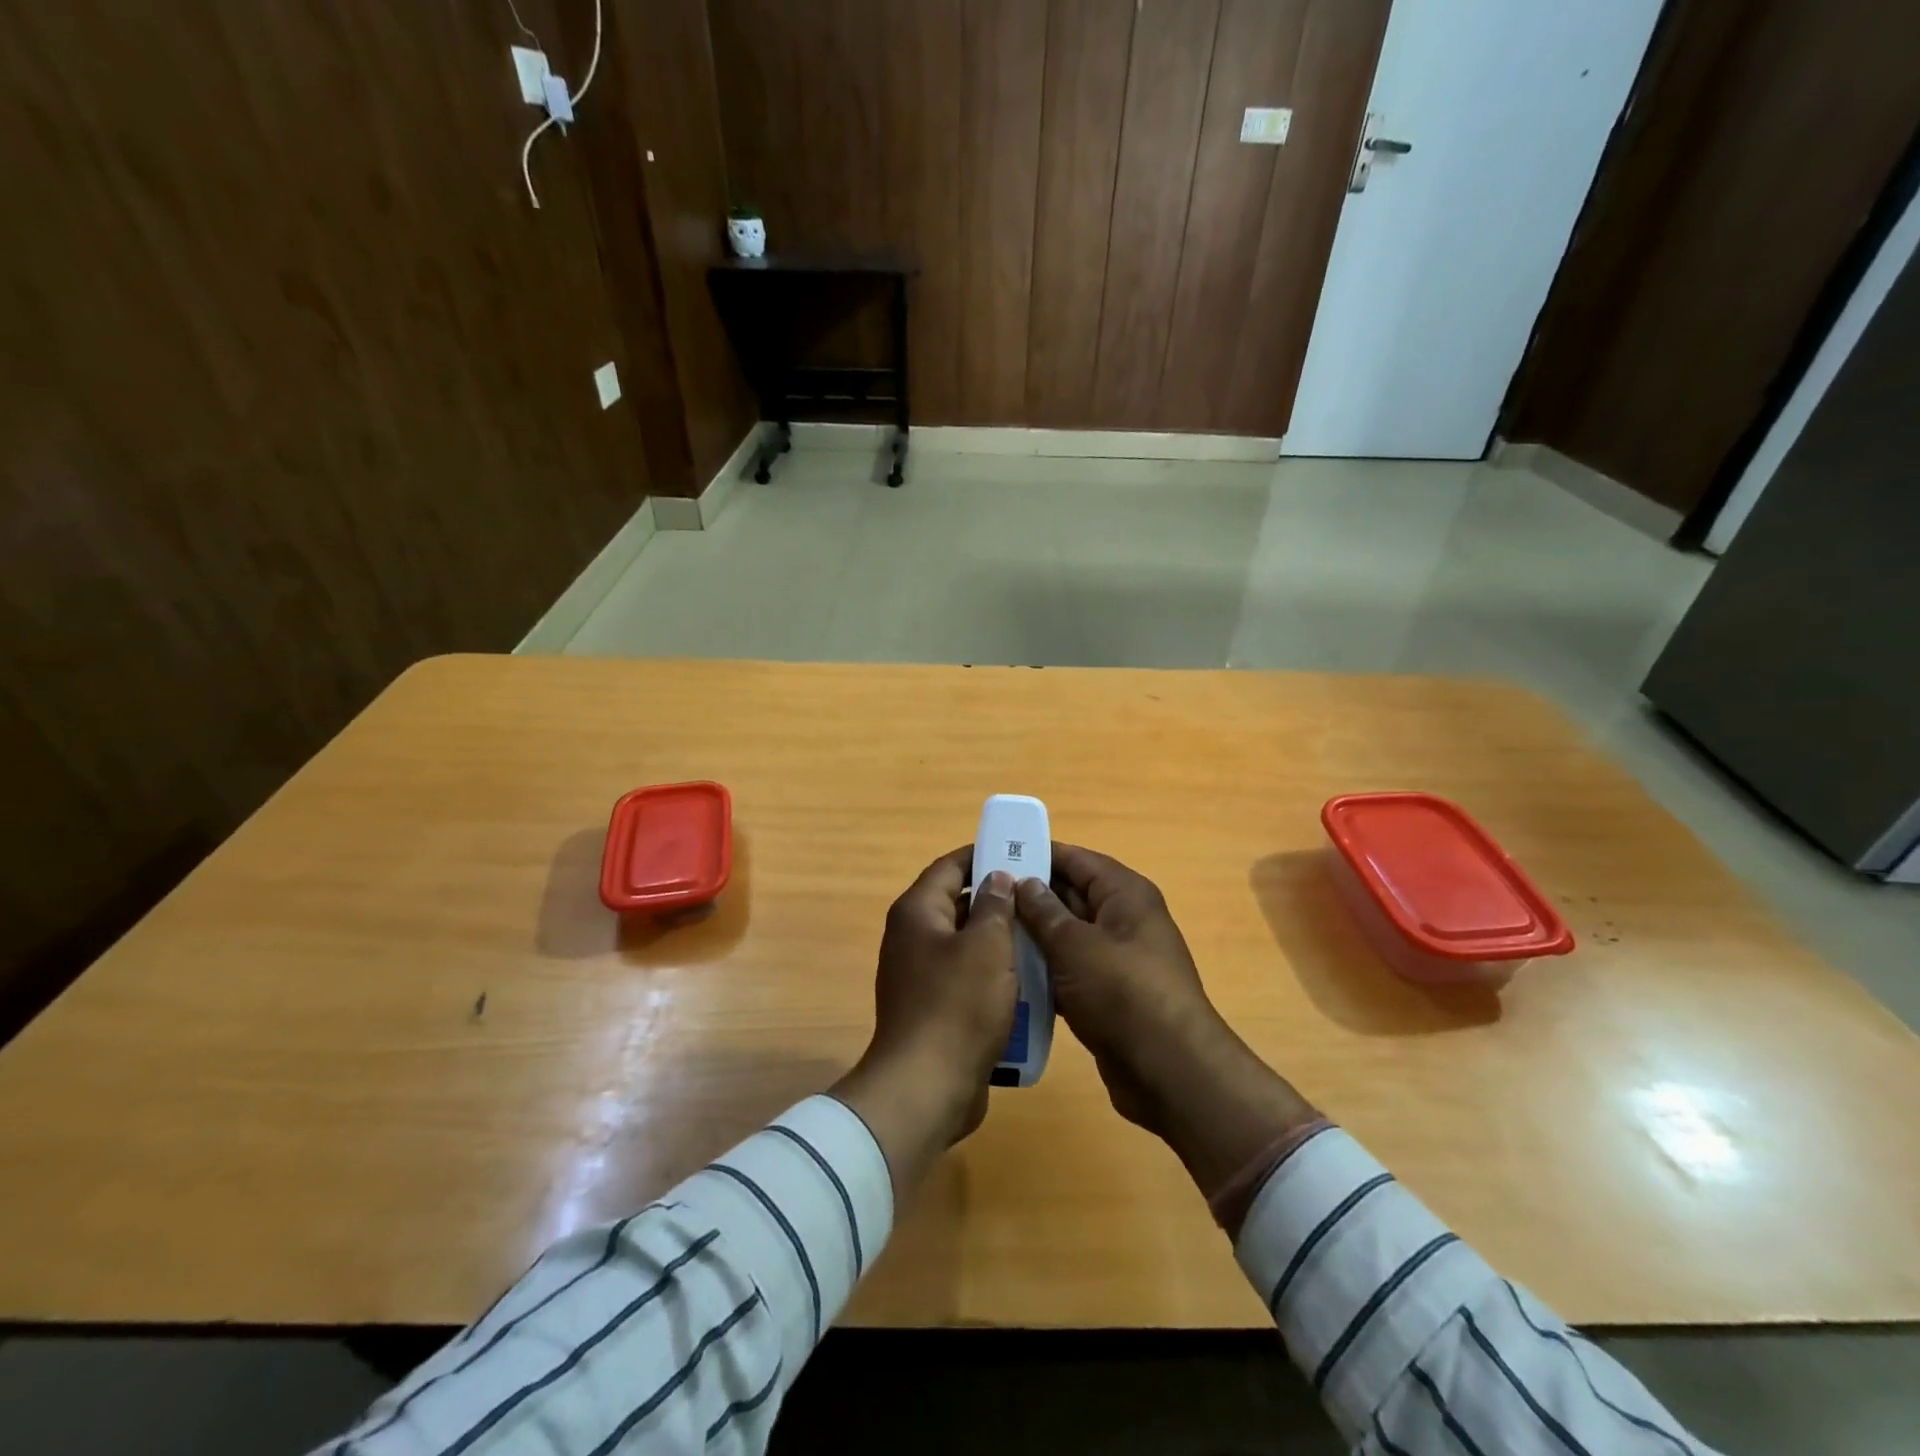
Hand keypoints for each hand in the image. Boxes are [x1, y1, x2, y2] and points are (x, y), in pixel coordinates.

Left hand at [831, 848, 1018, 1199]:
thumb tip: (997, 878)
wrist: (926, 1088)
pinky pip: (965, 978)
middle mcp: (912, 937)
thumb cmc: (958, 1006)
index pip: (950, 866)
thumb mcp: (987, 947)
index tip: (1020, 853)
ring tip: (1041, 937)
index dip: (983, 855)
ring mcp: (919, 975)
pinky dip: (992, 974)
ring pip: (966, 943)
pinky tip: (1026, 982)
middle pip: (957, 903)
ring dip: (999, 940)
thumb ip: (994, 906)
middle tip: (1040, 898)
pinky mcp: (932, 1007)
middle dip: (998, 899)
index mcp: (918, 912)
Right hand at [1015, 845, 1318, 1198]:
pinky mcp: (1109, 994)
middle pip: (1070, 895)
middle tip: (979, 898)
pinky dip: (1044, 971)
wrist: (1169, 1071)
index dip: (1037, 854)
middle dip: (1028, 897)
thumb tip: (1022, 881)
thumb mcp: (1075, 946)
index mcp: (1124, 894)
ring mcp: (1117, 959)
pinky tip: (1007, 975)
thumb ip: (1044, 911)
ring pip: (1067, 936)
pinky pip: (1070, 970)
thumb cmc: (1122, 993)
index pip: (1076, 859)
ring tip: (986, 934)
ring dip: (1033, 937)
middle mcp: (1124, 919)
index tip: (994, 855)